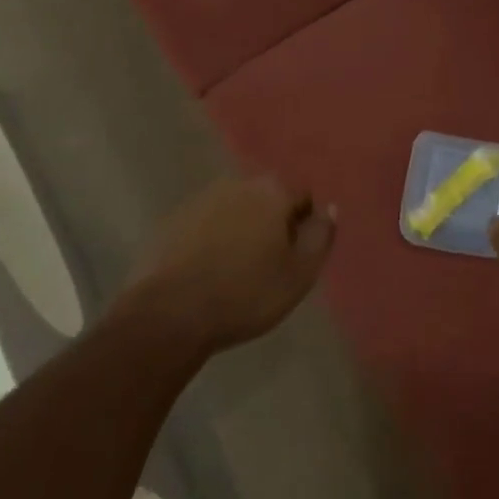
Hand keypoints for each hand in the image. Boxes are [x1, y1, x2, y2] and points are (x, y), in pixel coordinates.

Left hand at [128, 175, 336, 354]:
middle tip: (267, 264)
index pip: (302, 197)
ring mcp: (200, 199)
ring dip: (240, 230)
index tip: (294, 256)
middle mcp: (237, 183)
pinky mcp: (172, 220)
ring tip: (235, 271)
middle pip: (266, 199)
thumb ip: (321, 236)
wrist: (169, 314)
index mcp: (272, 191)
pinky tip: (205, 272)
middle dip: (271, 223)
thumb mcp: (300, 274)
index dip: (303, 226)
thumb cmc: (245, 294)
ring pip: (234, 210)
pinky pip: (204, 225)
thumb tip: (329, 209)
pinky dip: (210, 240)